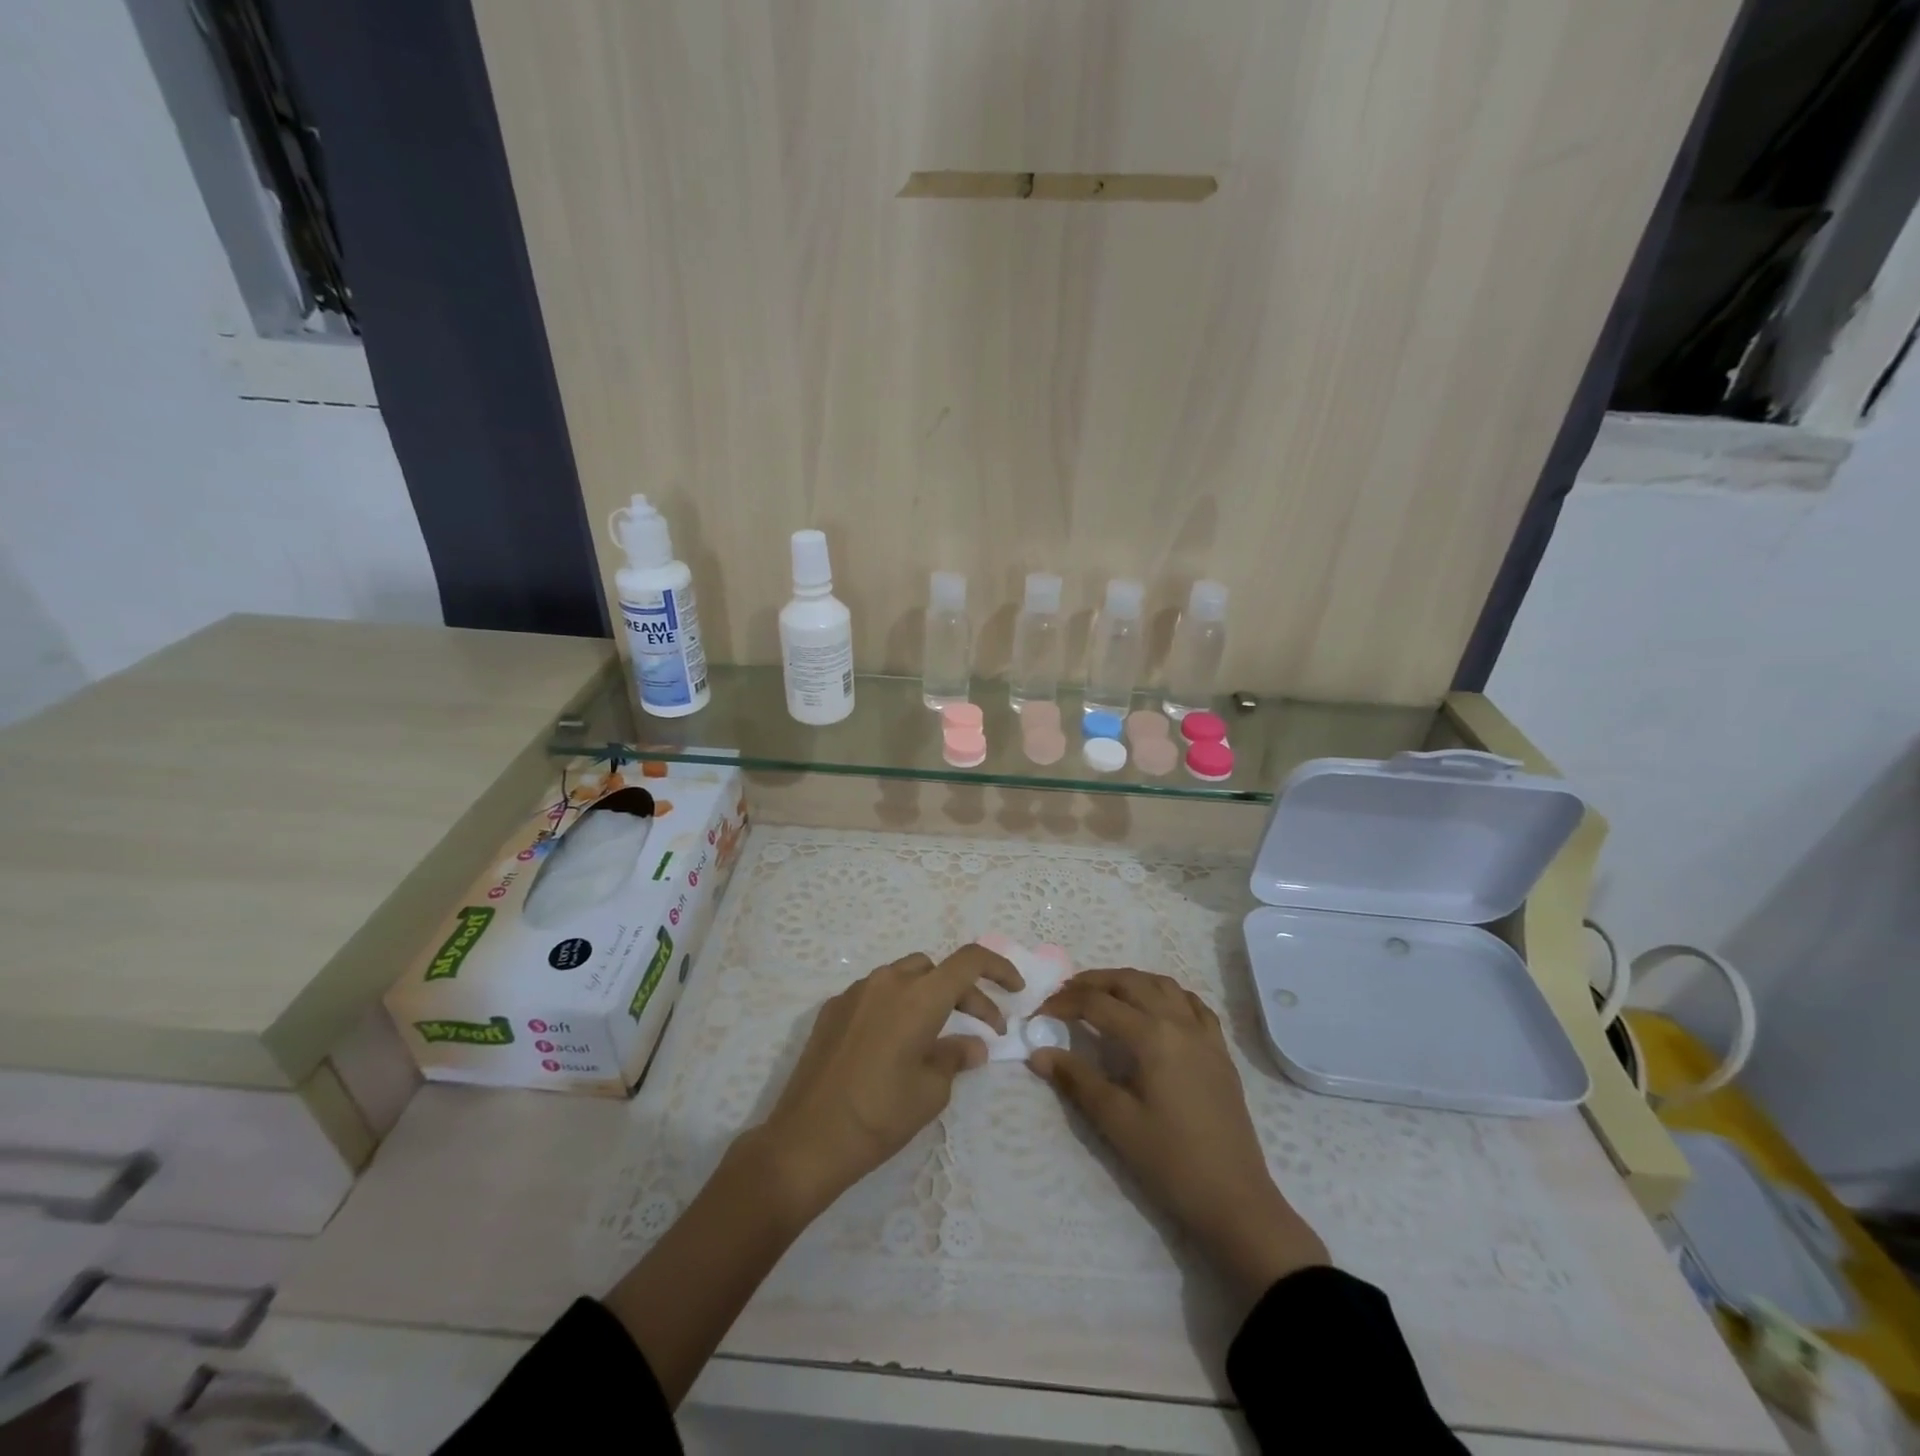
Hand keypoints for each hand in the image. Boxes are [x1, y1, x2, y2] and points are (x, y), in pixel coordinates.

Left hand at [748, 945, 1023, 1217]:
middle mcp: (888, 981)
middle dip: (965, 992)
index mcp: (919, 997)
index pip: (969, 961)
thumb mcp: (931, 1091)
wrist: (807, 1139)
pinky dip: (897, 1005)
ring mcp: (856, 992)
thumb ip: (956, 1057)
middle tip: (982, 1028)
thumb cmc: (880, 1115)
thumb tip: (974, 1046)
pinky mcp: (832, 1008)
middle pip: (937, 969)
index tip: (1015, 990)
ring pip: (905, 976)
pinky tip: (896, 1042)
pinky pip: (876, 993)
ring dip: (929, 995)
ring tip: (938, 1033)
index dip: (998, 968)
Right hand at [1032, 968, 1327, 1307]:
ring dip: (1129, 981)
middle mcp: (1179, 1022)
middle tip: (1065, 995)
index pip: (1098, 1004)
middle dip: (1093, 982)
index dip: (1064, 1003)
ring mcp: (1204, 1034)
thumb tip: (1038, 1053)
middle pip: (1130, 982)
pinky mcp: (1220, 1051)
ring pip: (1162, 985)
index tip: (1039, 1013)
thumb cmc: (1171, 1161)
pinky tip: (1155, 1008)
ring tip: (1104, 994)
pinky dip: (1166, 994)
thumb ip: (1076, 1080)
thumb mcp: (1116, 1121)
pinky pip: (1192, 1004)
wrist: (1235, 1200)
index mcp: (1152, 1036)